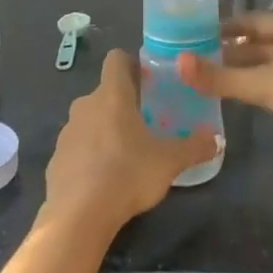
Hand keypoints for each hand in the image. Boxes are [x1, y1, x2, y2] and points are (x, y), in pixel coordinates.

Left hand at [42, 50, 218, 237]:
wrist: (78, 214)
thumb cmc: (127, 174)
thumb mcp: (169, 162)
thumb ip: (194, 148)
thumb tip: (215, 140)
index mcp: (112, 95)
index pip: (116, 59)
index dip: (131, 64)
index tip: (148, 80)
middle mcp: (85, 105)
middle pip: (105, 92)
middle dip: (123, 103)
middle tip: (146, 122)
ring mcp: (67, 131)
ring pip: (90, 119)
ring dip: (105, 129)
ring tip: (126, 153)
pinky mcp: (56, 157)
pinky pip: (77, 147)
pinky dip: (89, 155)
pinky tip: (104, 178)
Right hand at [179, 13, 272, 157]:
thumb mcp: (266, 85)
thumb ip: (221, 78)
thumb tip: (177, 65)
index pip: (247, 21)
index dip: (221, 28)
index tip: (194, 39)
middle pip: (258, 41)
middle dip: (230, 51)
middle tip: (198, 64)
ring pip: (271, 62)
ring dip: (246, 70)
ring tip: (216, 81)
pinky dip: (263, 84)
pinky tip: (248, 97)